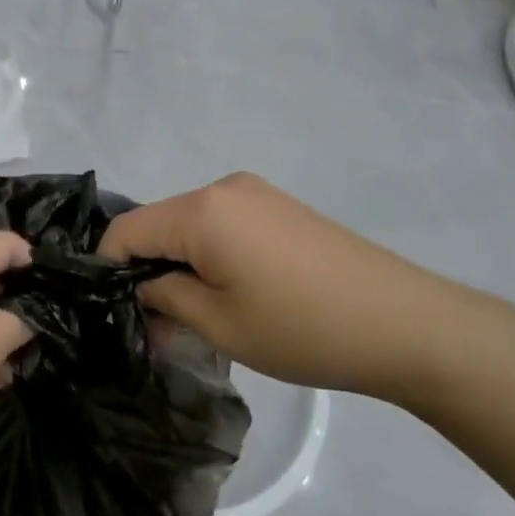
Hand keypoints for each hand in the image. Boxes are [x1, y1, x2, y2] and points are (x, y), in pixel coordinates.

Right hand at [100, 173, 499, 400]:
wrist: (406, 323)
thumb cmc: (302, 329)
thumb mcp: (218, 325)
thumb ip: (162, 298)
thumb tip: (139, 288)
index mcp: (201, 210)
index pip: (125, 229)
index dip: (108, 269)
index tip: (115, 312)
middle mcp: (223, 186)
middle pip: (158, 224)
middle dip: (148, 271)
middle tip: (160, 328)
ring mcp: (256, 193)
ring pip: (190, 225)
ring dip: (181, 264)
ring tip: (200, 317)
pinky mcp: (280, 206)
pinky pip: (222, 224)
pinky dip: (211, 254)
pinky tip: (235, 292)